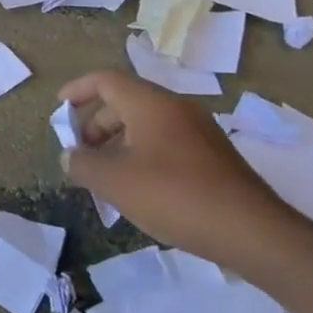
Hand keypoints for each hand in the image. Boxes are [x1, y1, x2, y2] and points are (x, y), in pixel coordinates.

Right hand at [58, 70, 297, 269]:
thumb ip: (83, 165)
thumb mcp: (116, 183)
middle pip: (125, 101)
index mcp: (150, 103)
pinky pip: (166, 141)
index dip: (77, 89)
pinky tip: (139, 187)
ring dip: (118, 141)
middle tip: (80, 151)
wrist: (253, 232)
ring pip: (146, 124)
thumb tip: (69, 157)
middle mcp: (176, 107)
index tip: (58, 107)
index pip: (105, 80)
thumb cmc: (175, 196)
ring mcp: (199, 131)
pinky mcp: (213, 156)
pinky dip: (142, 153)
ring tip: (105, 174)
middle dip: (95, 123)